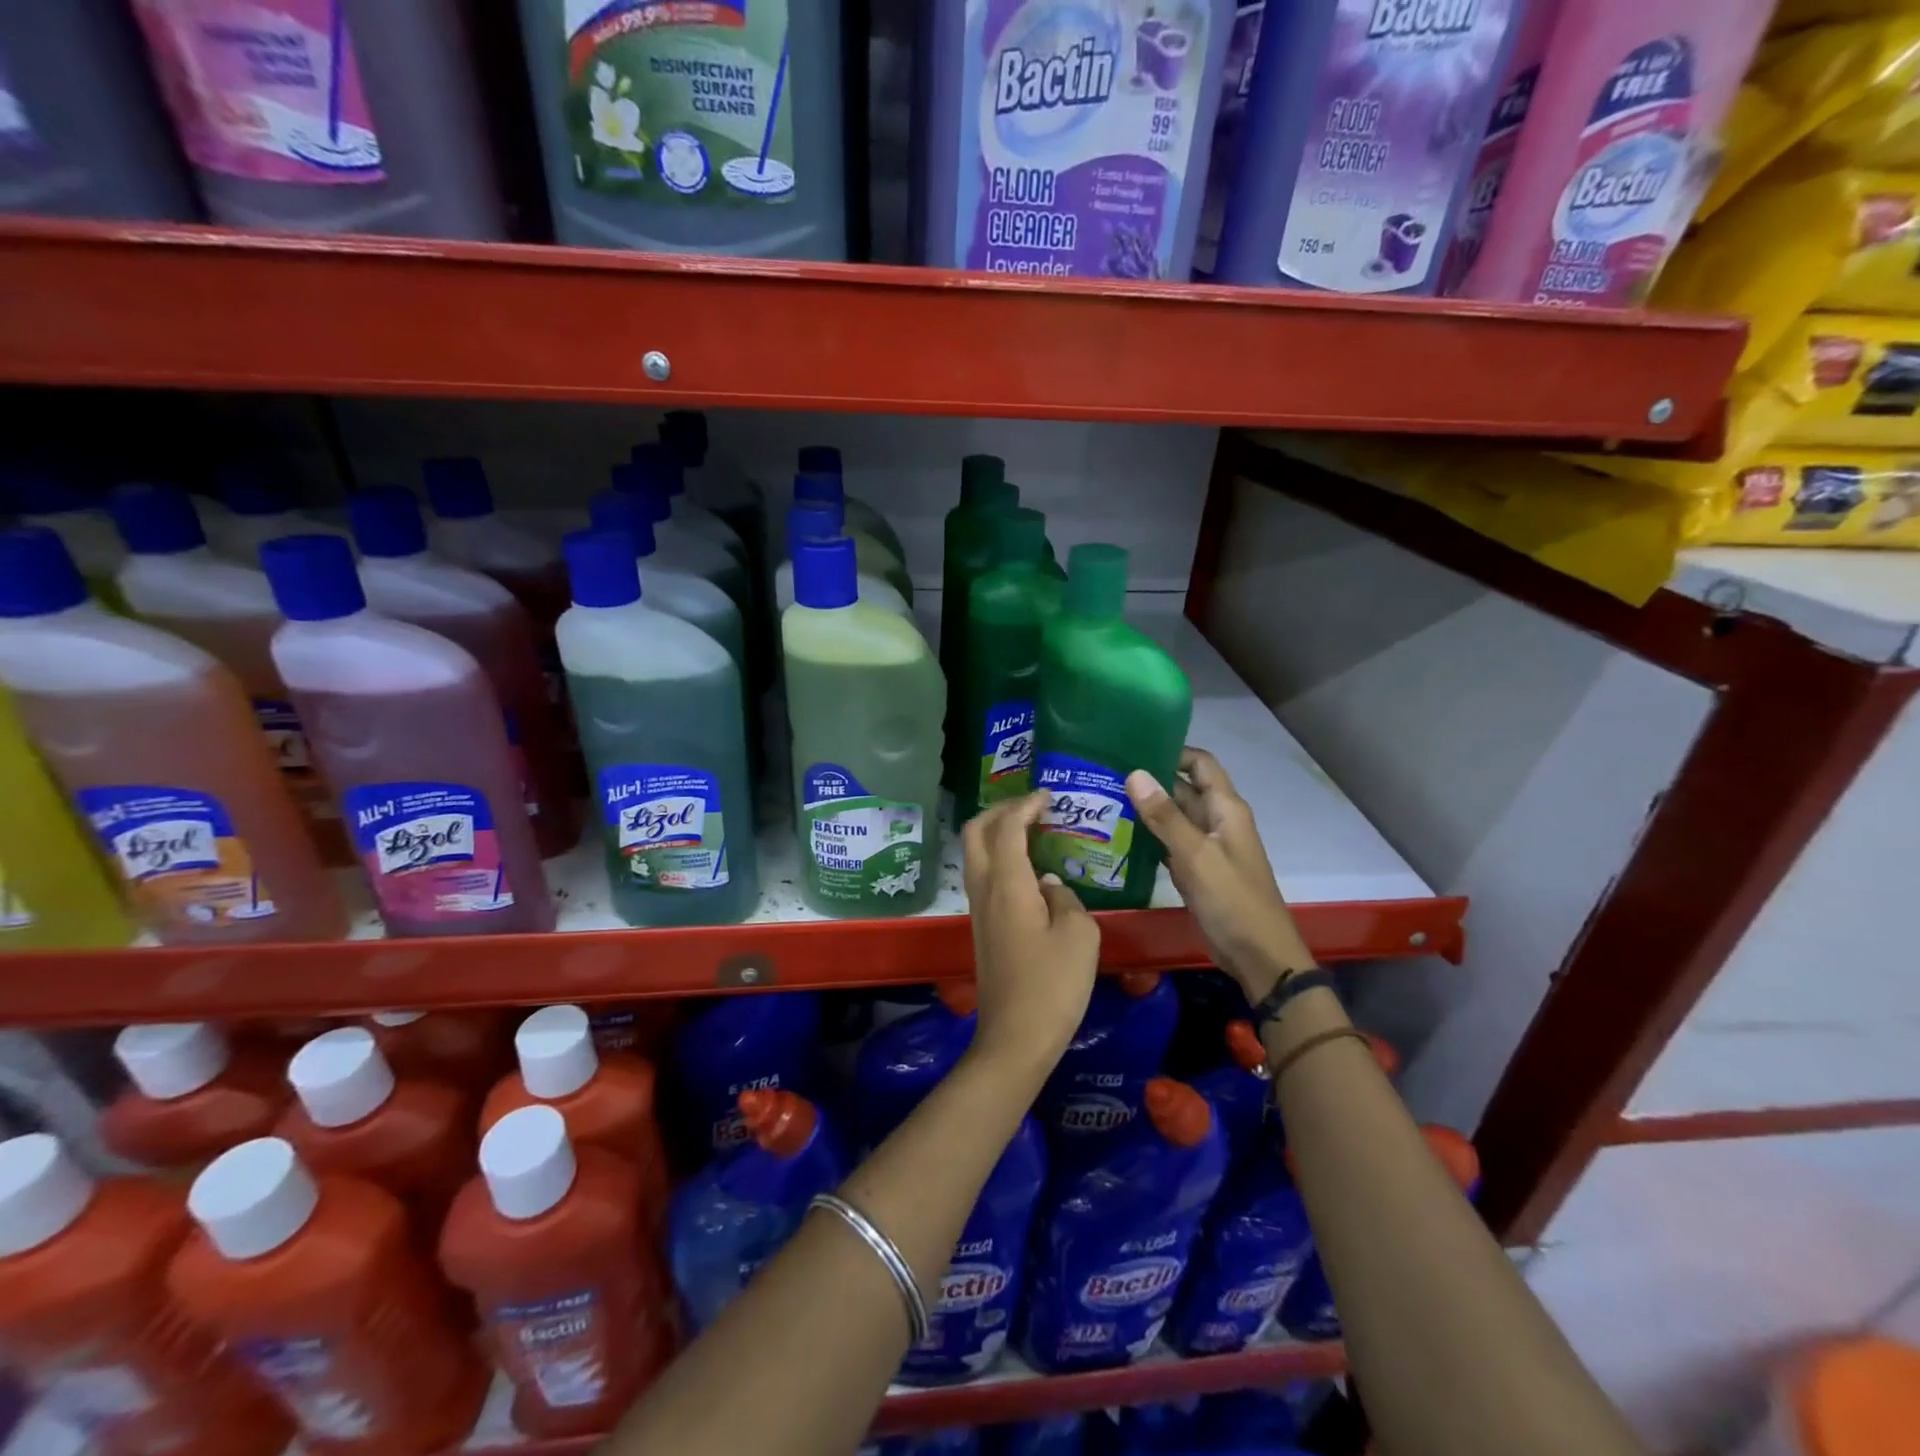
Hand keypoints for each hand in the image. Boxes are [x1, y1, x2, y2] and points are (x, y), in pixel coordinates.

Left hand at [961, 790, 1100, 1075]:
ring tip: (1034, 832)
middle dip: (1001, 810)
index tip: (1049, 796)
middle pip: (976, 831)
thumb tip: (1051, 885)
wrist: (1015, 1038)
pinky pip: (984, 877)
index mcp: (1007, 883)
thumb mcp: (1080, 935)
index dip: (1026, 805)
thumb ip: (1066, 898)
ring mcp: (978, 909)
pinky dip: (1001, 858)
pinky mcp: (982, 928)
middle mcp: (984, 889)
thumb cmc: (1053, 984)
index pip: (1007, 826)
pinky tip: (1031, 871)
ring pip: (976, 854)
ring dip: (998, 834)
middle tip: (1033, 808)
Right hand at [1127, 747, 1314, 1003]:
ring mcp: (1207, 847)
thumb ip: (1165, 816)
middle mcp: (1217, 821)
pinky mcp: (1197, 870)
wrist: (1258, 955)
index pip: (1200, 764)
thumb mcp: (1196, 855)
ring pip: (1174, 817)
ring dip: (1147, 809)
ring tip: (1105, 800)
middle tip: (1106, 774)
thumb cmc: (1232, 899)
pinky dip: (1150, 837)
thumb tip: (1134, 773)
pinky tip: (1120, 836)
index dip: (1172, 751)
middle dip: (1150, 780)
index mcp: (1226, 809)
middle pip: (1183, 788)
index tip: (1133, 747)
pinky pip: (1170, 843)